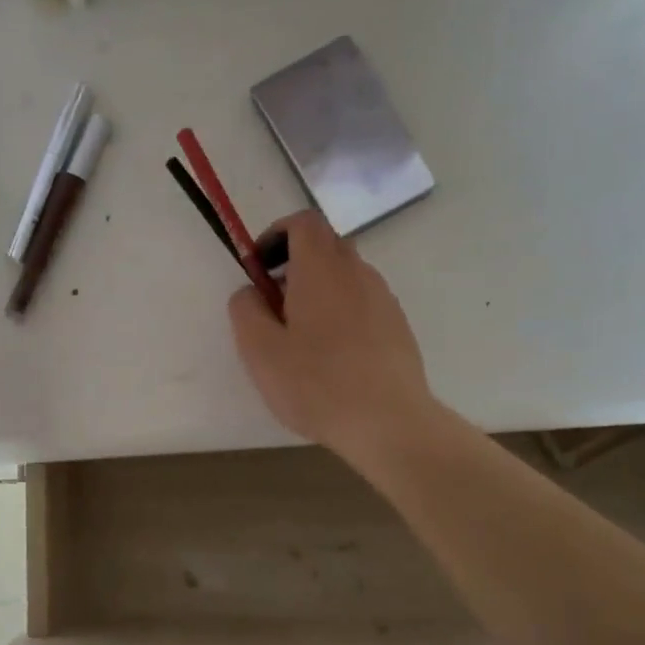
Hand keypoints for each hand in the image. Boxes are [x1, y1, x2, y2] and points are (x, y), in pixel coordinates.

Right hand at [229, 210, 438, 467]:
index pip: (303, 222)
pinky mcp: (398, 326)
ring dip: (320, 291)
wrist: (388, 422)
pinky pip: (364, 303)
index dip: (277, 234)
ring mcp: (383, 298)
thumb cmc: (316, 384)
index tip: (260, 267)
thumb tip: (250, 291)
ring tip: (303, 338)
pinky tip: (334, 357)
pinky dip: (343, 313)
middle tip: (276, 306)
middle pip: (326, 246)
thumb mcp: (260, 350)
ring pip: (347, 277)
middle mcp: (358, 272)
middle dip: (296, 264)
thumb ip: (245, 310)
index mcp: (321, 269)